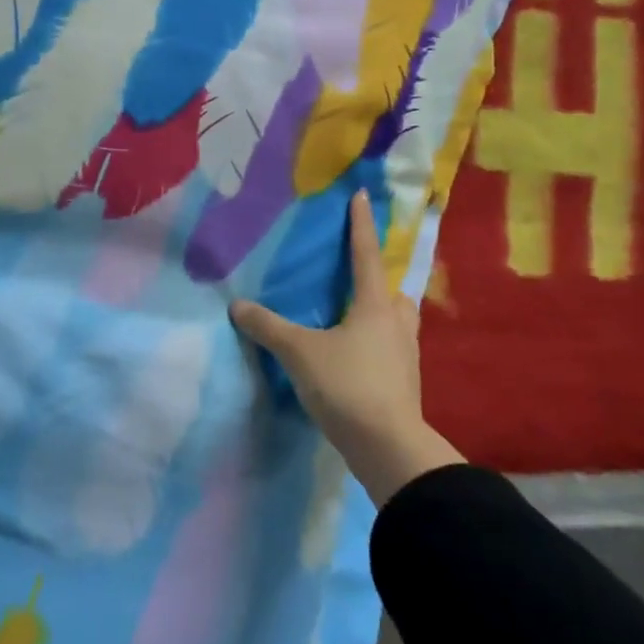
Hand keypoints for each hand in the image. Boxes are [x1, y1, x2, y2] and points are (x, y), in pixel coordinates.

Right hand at [230, 190, 463, 503]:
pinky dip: (377, 344)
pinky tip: (357, 356)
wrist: (388, 448)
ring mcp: (406, 357)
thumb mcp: (299, 352)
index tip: (361, 195)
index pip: (366, 255)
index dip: (361, 224)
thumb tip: (237, 305)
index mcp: (376, 306)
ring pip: (399, 323)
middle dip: (381, 281)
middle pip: (395, 291)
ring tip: (356, 318)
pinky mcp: (405, 385)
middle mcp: (397, 325)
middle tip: (358, 279)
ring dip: (383, 314)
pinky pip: (392, 350)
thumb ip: (268, 327)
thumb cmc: (347, 385)